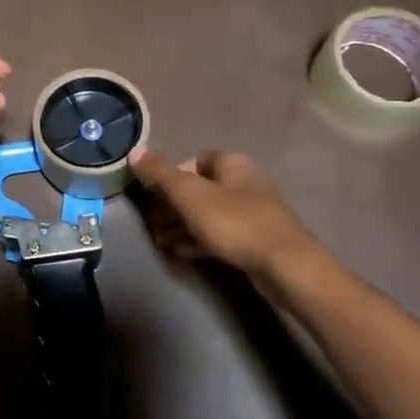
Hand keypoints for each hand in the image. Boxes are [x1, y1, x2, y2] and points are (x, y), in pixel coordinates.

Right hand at [131, 148, 319, 278]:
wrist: (285, 266)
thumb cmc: (234, 223)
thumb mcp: (190, 195)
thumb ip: (160, 173)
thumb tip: (134, 151)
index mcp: (233, 164)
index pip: (196, 160)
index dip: (172, 174)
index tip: (153, 194)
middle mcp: (245, 183)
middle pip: (201, 188)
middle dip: (173, 204)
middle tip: (151, 221)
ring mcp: (254, 213)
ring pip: (209, 214)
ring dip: (183, 224)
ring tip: (159, 240)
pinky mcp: (257, 241)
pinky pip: (221, 235)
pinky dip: (199, 240)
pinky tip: (180, 251)